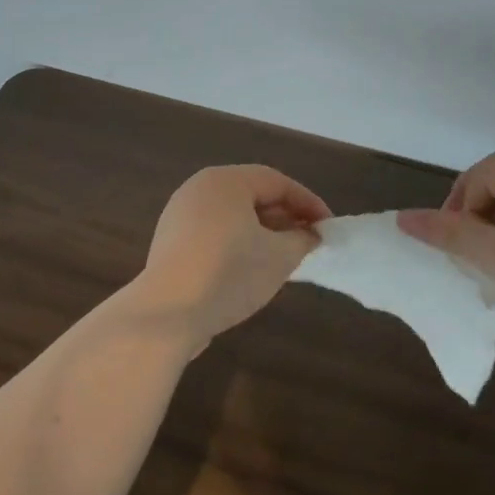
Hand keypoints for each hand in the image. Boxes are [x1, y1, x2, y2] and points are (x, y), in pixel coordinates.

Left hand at [137, 165, 331, 350]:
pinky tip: (252, 270)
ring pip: (233, 216)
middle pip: (253, 195)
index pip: (277, 182)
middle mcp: (199, 189)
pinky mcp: (170, 243)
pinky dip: (238, 243)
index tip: (328, 227)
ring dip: (263, 233)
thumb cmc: (229, 273)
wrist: (166, 313)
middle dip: (285, 217)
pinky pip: (214, 233)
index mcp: (226, 181)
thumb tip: (309, 235)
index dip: (308, 203)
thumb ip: (302, 240)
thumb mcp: (279, 257)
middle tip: (309, 241)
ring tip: (285, 257)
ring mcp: (179, 215)